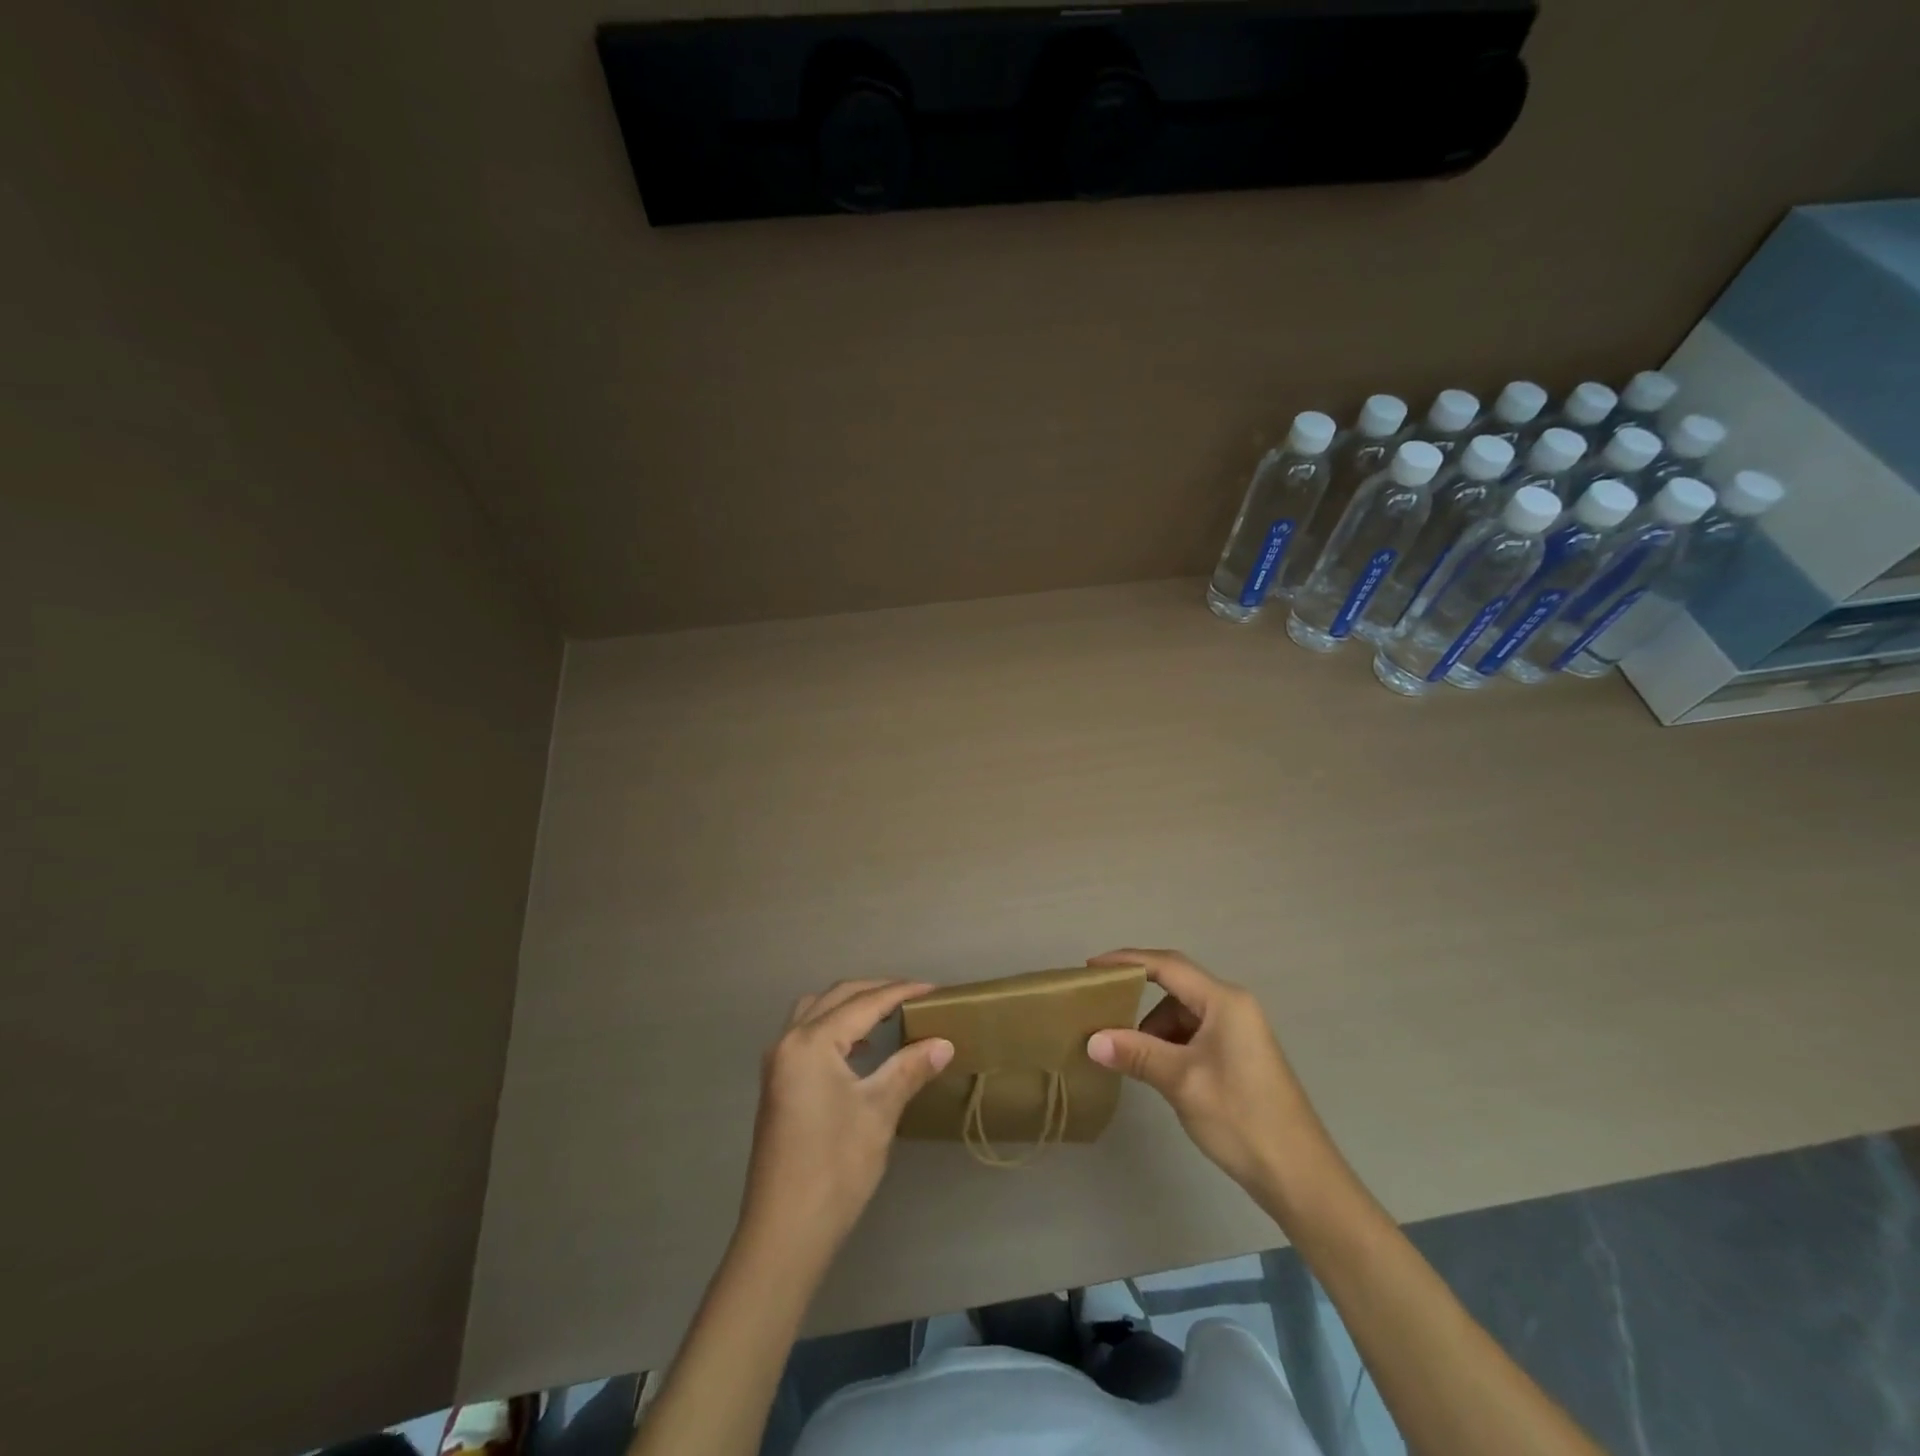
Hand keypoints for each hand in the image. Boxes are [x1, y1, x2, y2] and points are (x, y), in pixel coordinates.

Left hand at [740, 979, 953, 1261]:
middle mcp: (788, 1041)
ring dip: (851, 1005)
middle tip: (915, 996)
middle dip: (877, 991)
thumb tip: (943, 1043)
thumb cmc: (835, 1168)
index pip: (864, 1003)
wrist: (784, 1232)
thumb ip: (909, 1069)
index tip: (936, 990)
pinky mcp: (777, 1084)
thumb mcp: (879, 1112)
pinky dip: (835, 1026)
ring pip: (816, 1010)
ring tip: (888, 1014)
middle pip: (837, 997)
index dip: (901, 992)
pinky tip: (860, 1049)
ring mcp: (778, 1063)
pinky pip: (807, 1033)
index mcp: (811, 1041)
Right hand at [1085, 949, 1327, 1194]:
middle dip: (1137, 997)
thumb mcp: (1182, 1082)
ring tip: (1128, 1054)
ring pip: (1183, 1013)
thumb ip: (1136, 1054)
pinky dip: (1170, 1044)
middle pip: (1175, 987)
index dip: (1127, 961)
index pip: (1167, 965)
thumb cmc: (1241, 1118)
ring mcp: (1239, 1031)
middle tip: (1101, 1008)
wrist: (1300, 1177)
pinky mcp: (1239, 1054)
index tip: (1091, 968)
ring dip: (1154, 1028)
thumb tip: (1092, 1040)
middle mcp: (1233, 1006)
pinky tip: (1156, 1069)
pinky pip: (1194, 1034)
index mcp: (1224, 1002)